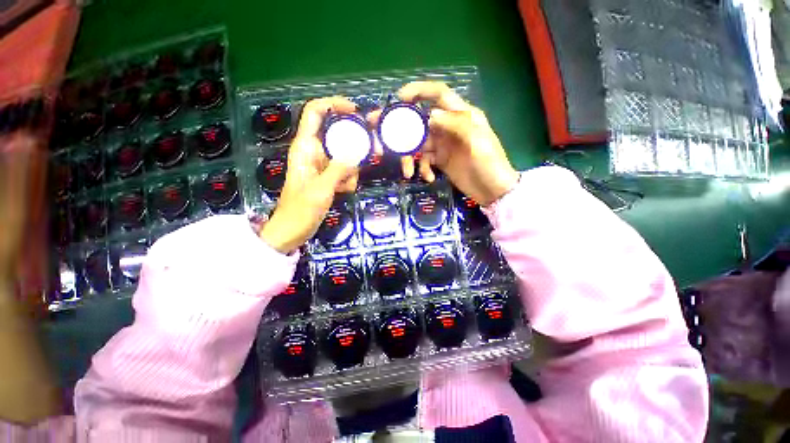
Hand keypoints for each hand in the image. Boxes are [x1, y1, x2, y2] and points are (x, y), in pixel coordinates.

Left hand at [260, 97, 361, 253]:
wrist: (292, 231)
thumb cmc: (300, 210)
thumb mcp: (321, 189)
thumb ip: (339, 169)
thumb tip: (357, 153)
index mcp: (305, 147)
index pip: (315, 112)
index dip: (333, 104)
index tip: (355, 110)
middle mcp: (313, 151)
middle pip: (337, 134)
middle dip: (354, 144)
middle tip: (372, 152)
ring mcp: (321, 165)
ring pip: (344, 154)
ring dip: (352, 168)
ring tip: (348, 185)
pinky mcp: (327, 176)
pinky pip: (344, 169)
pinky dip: (348, 178)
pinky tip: (345, 190)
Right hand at [379, 81, 519, 206]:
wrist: (493, 190)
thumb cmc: (489, 163)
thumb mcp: (477, 141)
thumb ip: (455, 124)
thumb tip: (429, 115)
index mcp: (460, 115)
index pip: (438, 94)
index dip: (418, 91)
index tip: (399, 99)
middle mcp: (449, 126)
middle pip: (420, 121)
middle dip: (400, 128)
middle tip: (380, 135)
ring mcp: (443, 144)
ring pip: (419, 144)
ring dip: (410, 157)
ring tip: (407, 173)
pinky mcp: (441, 160)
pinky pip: (425, 160)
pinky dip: (423, 168)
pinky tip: (428, 178)